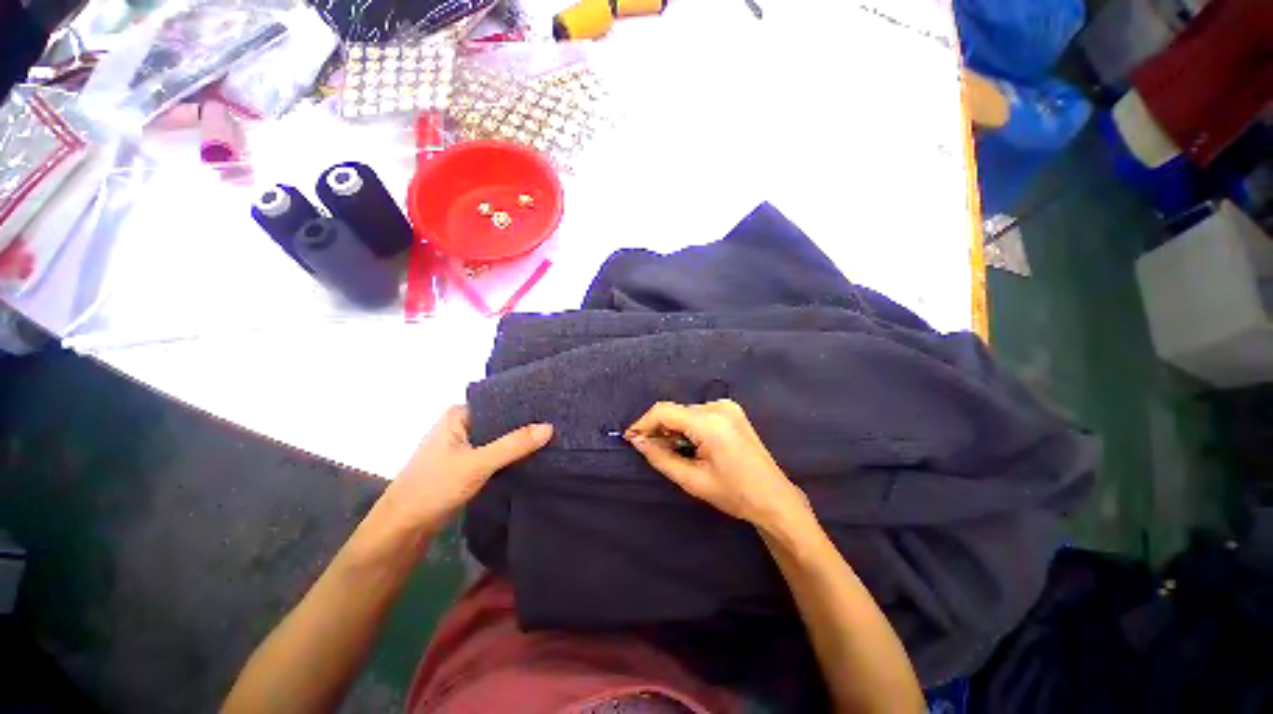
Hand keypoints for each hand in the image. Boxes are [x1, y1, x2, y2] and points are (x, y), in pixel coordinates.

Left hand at [384, 406, 552, 532]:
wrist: (405, 527)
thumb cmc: (435, 486)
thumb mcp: (478, 463)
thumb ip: (513, 445)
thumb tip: (549, 427)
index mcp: (459, 415)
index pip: (500, 402)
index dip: (525, 407)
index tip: (551, 408)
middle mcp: (462, 425)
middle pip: (501, 421)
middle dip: (525, 425)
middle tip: (556, 422)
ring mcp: (465, 445)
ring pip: (499, 438)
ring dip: (518, 441)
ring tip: (551, 436)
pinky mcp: (468, 463)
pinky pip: (496, 453)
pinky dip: (511, 455)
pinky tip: (532, 454)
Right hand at [626, 400, 809, 528]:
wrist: (774, 498)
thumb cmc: (734, 494)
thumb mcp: (692, 480)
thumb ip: (660, 457)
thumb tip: (637, 440)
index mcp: (710, 423)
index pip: (665, 411)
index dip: (643, 423)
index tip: (631, 438)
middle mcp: (719, 406)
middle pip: (676, 411)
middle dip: (659, 429)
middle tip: (651, 451)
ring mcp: (728, 407)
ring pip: (686, 413)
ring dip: (674, 429)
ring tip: (673, 452)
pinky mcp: (732, 411)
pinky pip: (699, 414)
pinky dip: (688, 427)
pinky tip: (690, 445)